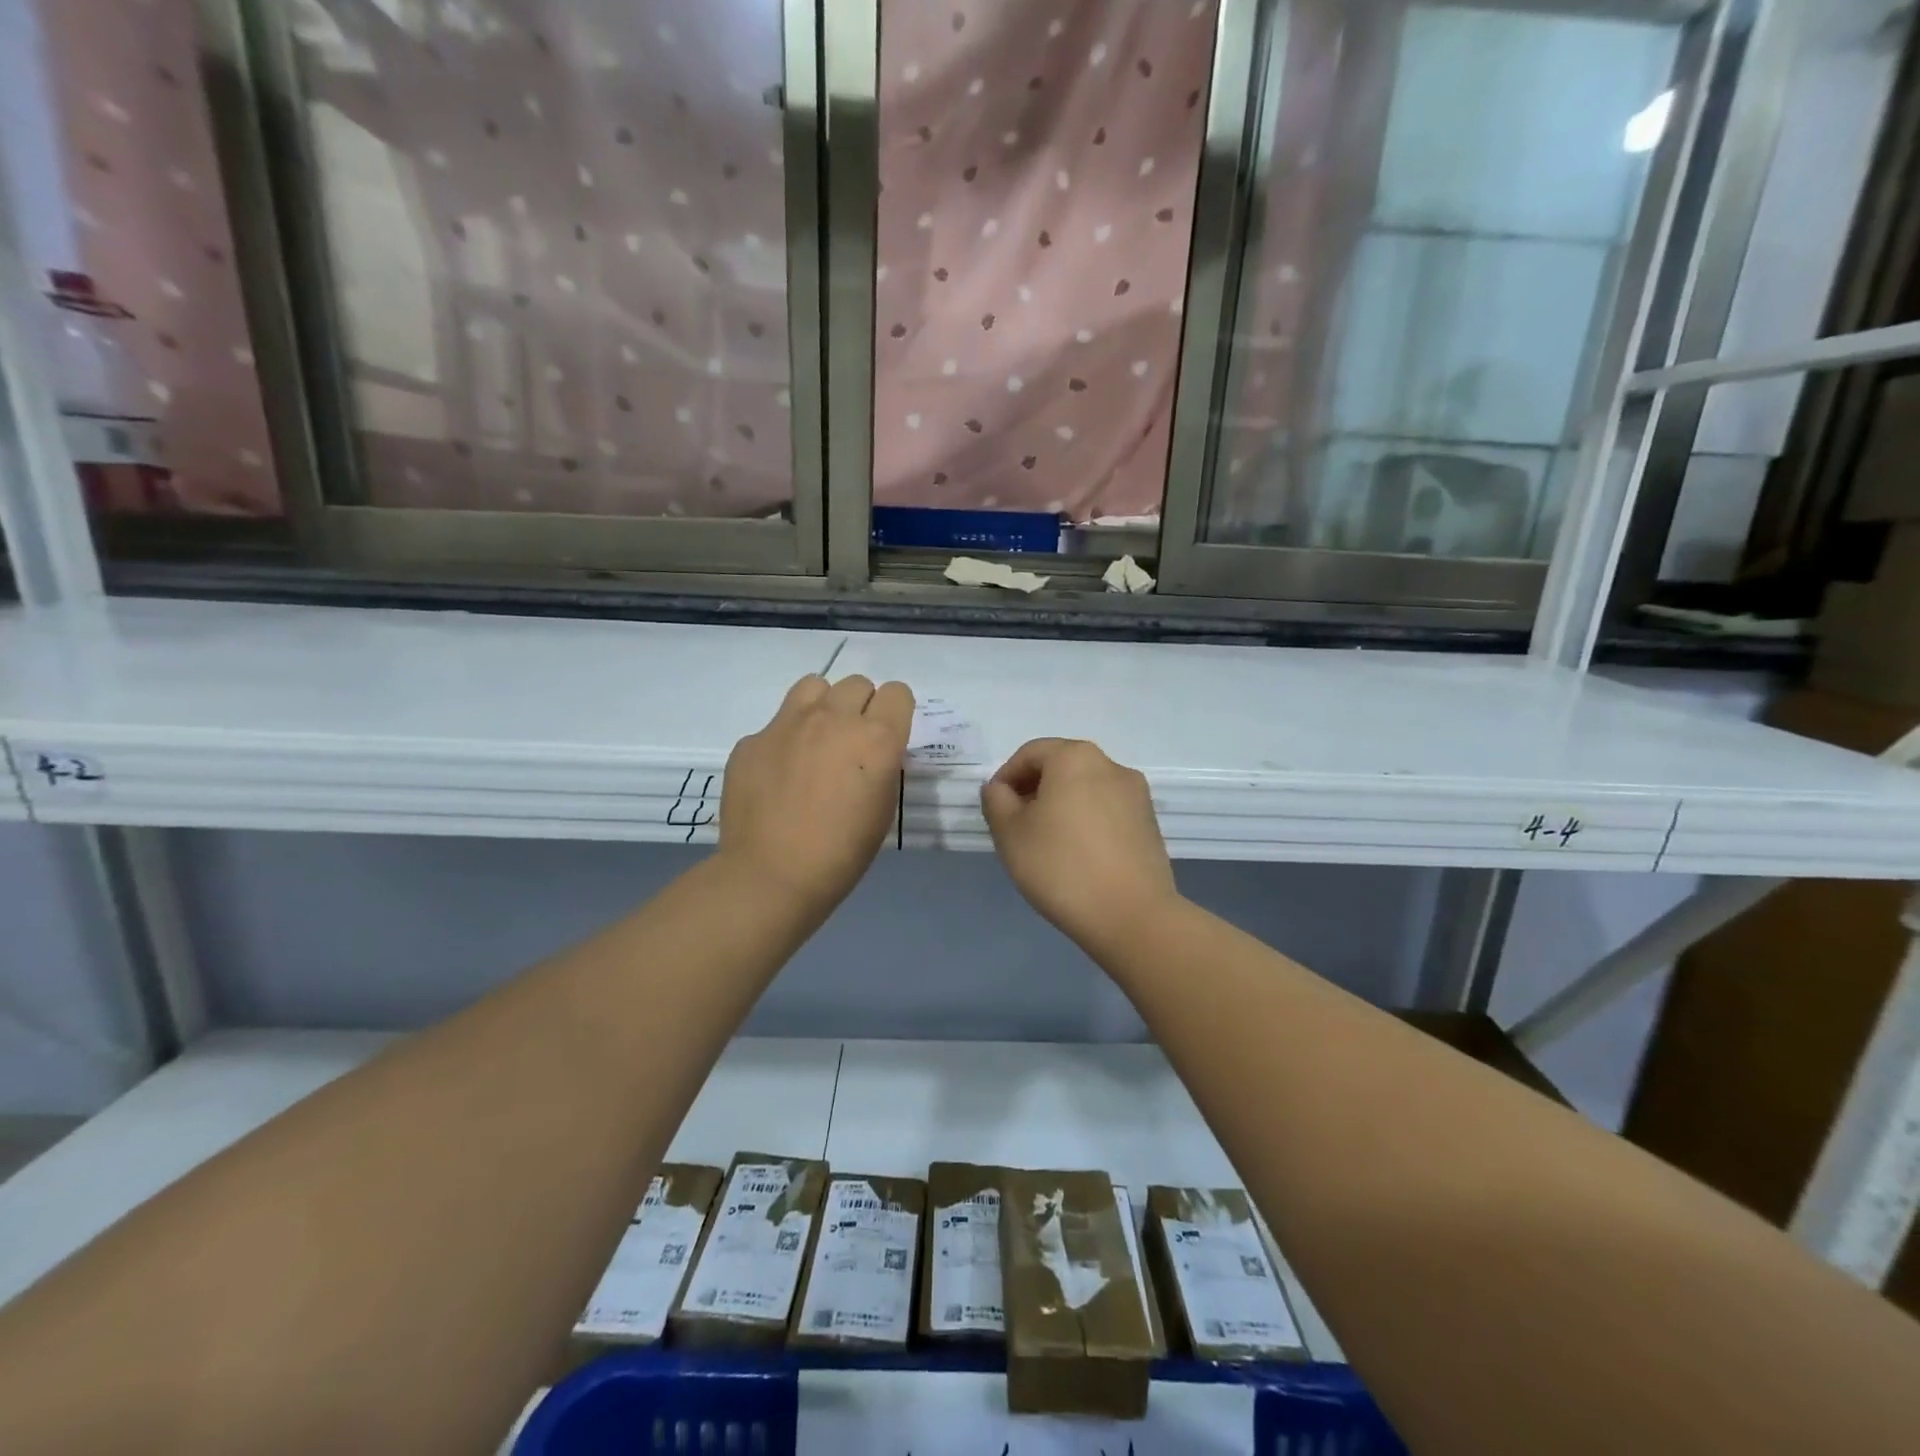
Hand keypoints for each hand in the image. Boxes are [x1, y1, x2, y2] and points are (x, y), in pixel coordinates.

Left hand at [719, 674, 912, 916]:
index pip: (897, 692)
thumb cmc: (842, 852)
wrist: (772, 876)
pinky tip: (778, 775)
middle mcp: (833, 718)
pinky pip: (777, 723)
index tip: (886, 736)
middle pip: (857, 683)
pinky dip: (784, 740)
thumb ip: (882, 764)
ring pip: (814, 686)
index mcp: (875, 738)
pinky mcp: (752, 739)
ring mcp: (787, 724)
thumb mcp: (883, 807)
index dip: (894, 712)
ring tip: (815, 740)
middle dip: (860, 707)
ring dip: (823, 706)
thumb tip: (870, 750)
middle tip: (850, 744)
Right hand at [981, 738, 1178, 950]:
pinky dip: (1086, 822)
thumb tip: (1000, 788)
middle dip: (1034, 790)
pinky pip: (1107, 810)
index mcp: (1075, 757)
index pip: (1030, 754)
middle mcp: (1110, 765)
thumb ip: (996, 801)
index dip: (1006, 778)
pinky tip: (1077, 856)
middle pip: (1061, 767)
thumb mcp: (1010, 833)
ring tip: (1046, 844)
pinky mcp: (1149, 823)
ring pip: (1086, 789)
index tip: (995, 810)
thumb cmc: (1061, 867)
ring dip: (1061, 806)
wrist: (1132, 916)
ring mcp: (1136, 794)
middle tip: (1016, 826)